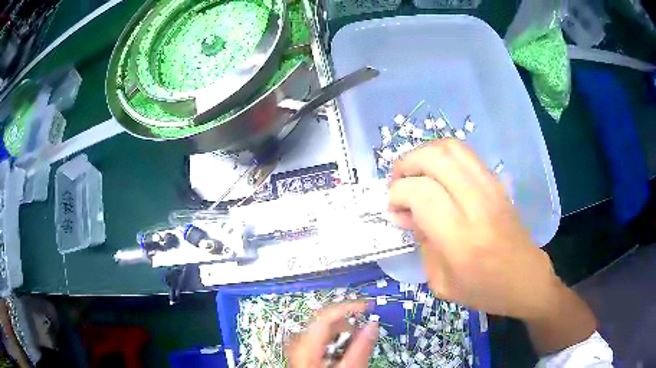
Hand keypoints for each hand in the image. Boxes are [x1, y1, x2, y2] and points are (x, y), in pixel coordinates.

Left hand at [287, 302, 378, 367]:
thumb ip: (360, 348)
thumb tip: (373, 324)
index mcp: (306, 344)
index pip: (325, 315)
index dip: (349, 306)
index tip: (369, 305)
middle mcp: (298, 342)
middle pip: (323, 321)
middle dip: (347, 321)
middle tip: (365, 327)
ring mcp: (298, 348)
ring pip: (322, 330)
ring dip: (342, 331)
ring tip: (357, 340)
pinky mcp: (302, 354)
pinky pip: (319, 340)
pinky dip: (335, 340)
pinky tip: (343, 350)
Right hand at [388, 140, 562, 319]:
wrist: (526, 280)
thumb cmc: (484, 291)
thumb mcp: (442, 283)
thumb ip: (422, 244)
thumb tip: (406, 213)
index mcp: (461, 239)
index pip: (421, 193)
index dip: (398, 194)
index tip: (394, 209)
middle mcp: (477, 206)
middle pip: (436, 159)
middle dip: (407, 164)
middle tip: (398, 183)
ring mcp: (491, 189)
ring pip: (452, 148)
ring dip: (424, 153)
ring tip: (415, 172)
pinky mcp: (497, 184)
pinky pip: (466, 154)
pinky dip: (443, 155)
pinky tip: (437, 173)